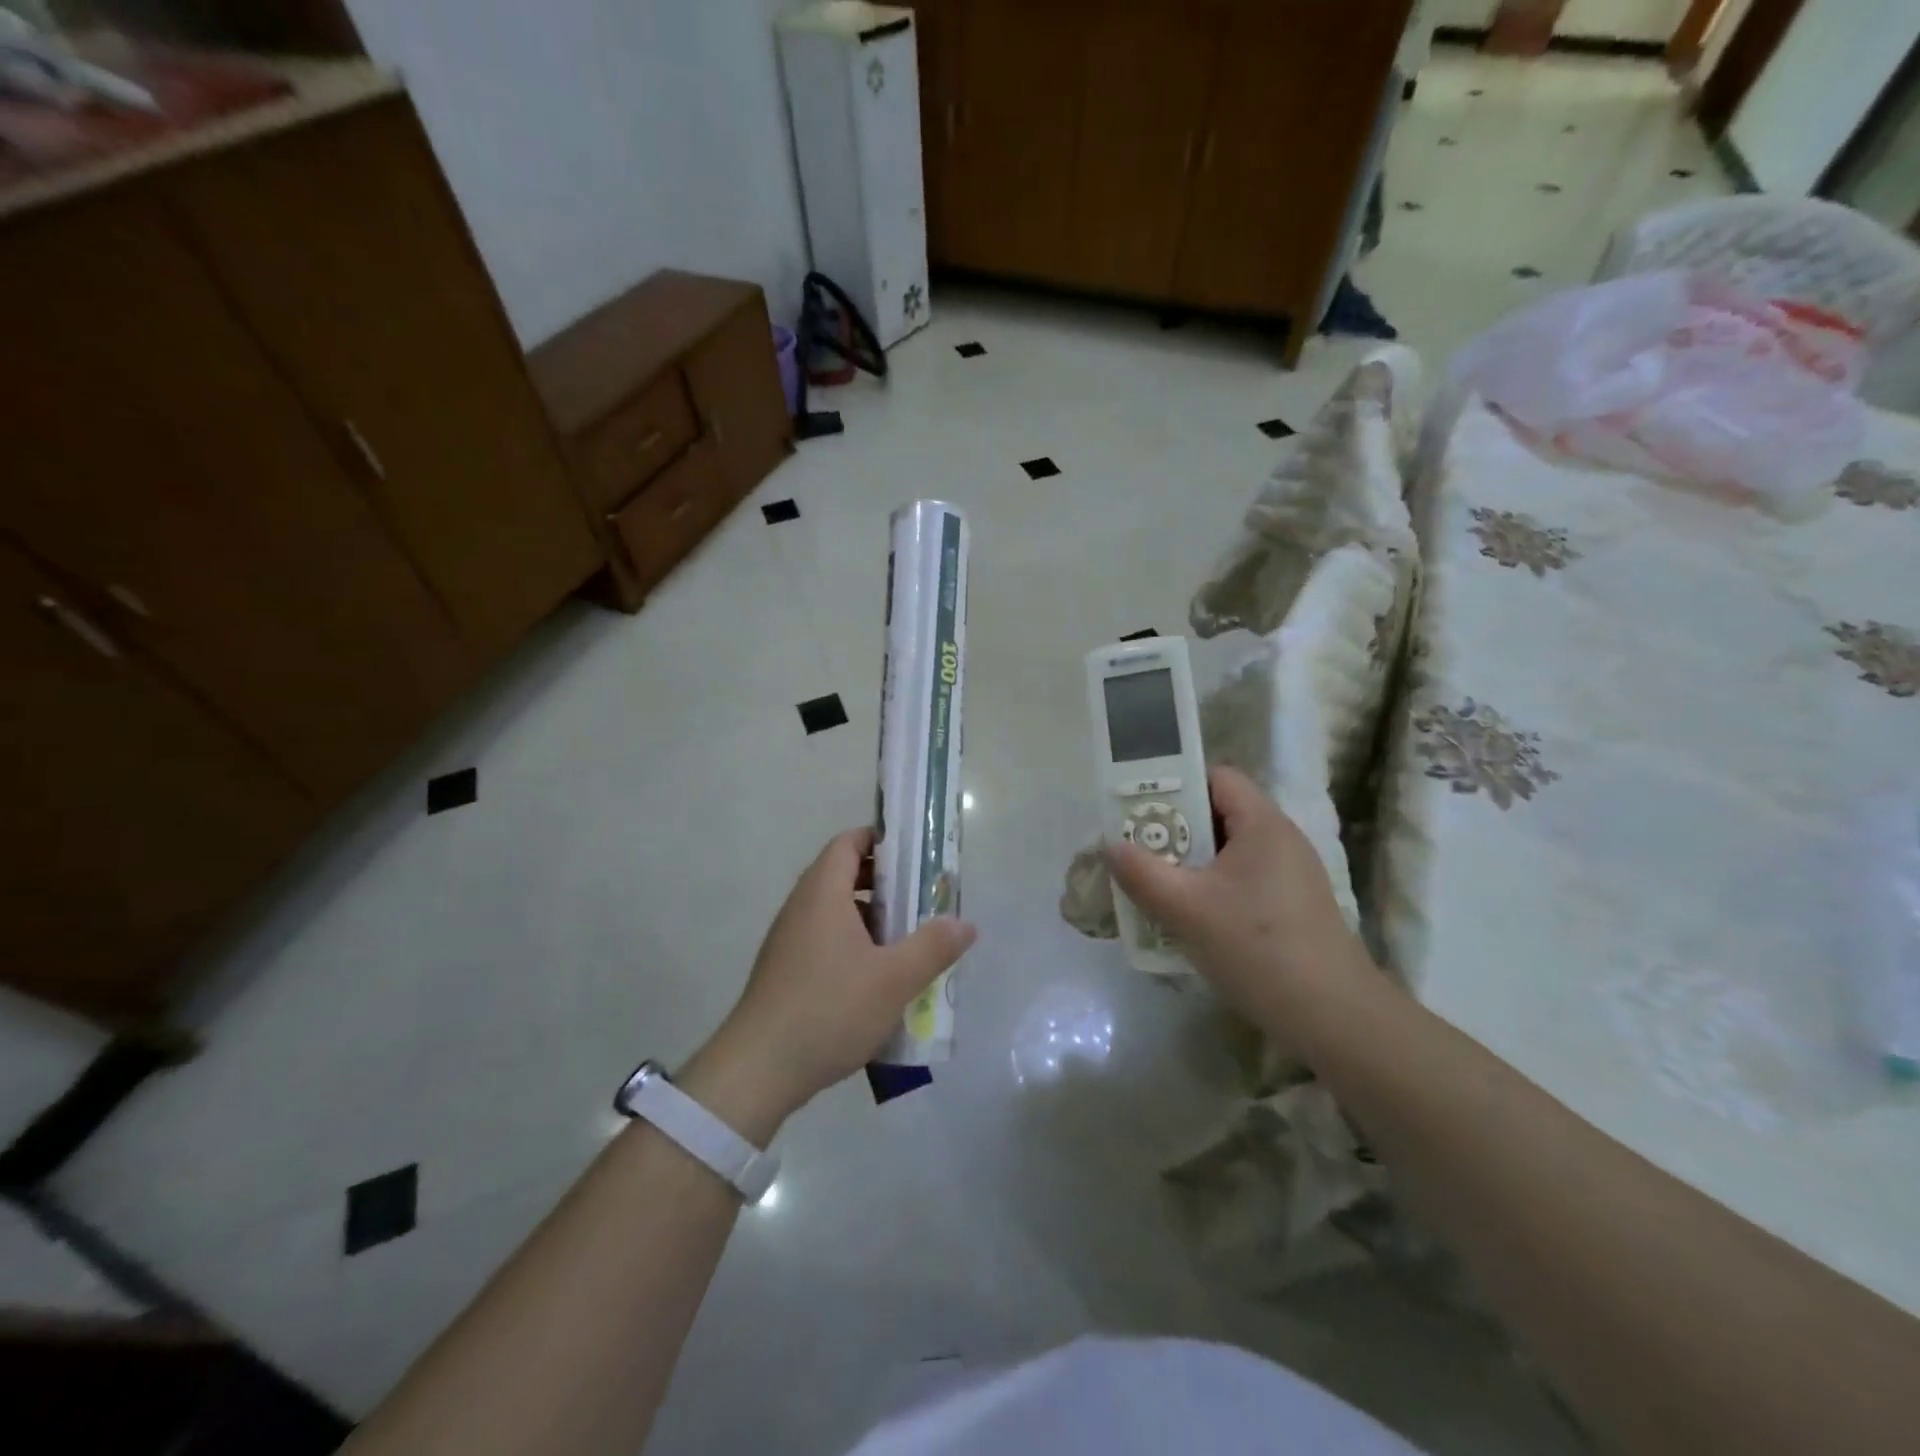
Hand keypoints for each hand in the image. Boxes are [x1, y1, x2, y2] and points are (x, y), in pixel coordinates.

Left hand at [684, 829, 974, 1137]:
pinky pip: (824, 940)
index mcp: (823, 893)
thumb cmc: (830, 1009)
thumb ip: (933, 947)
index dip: (881, 840)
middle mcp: (801, 907)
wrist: (758, 1069)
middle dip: (885, 883)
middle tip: (922, 901)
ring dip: (871, 918)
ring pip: (835, 912)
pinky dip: (853, 944)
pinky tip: (877, 980)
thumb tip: (965, 924)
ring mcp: (788, 940)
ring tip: (907, 942)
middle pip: (843, 875)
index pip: (848, 843)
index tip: (915, 856)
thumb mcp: (894, 979)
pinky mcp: (784, 971)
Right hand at [1104, 767, 1367, 1027]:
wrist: (1333, 1018)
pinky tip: (1186, 919)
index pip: (1216, 777)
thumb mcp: (1186, 909)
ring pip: (1226, 853)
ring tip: (1152, 884)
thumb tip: (1111, 845)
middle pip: (1218, 814)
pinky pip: (1240, 881)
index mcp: (1262, 824)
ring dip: (1187, 863)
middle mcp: (1280, 840)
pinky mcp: (1290, 908)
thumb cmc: (1257, 948)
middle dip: (1173, 828)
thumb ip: (1141, 872)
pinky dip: (1209, 889)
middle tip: (1136, 849)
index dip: (1176, 783)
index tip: (1138, 808)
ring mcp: (1289, 876)